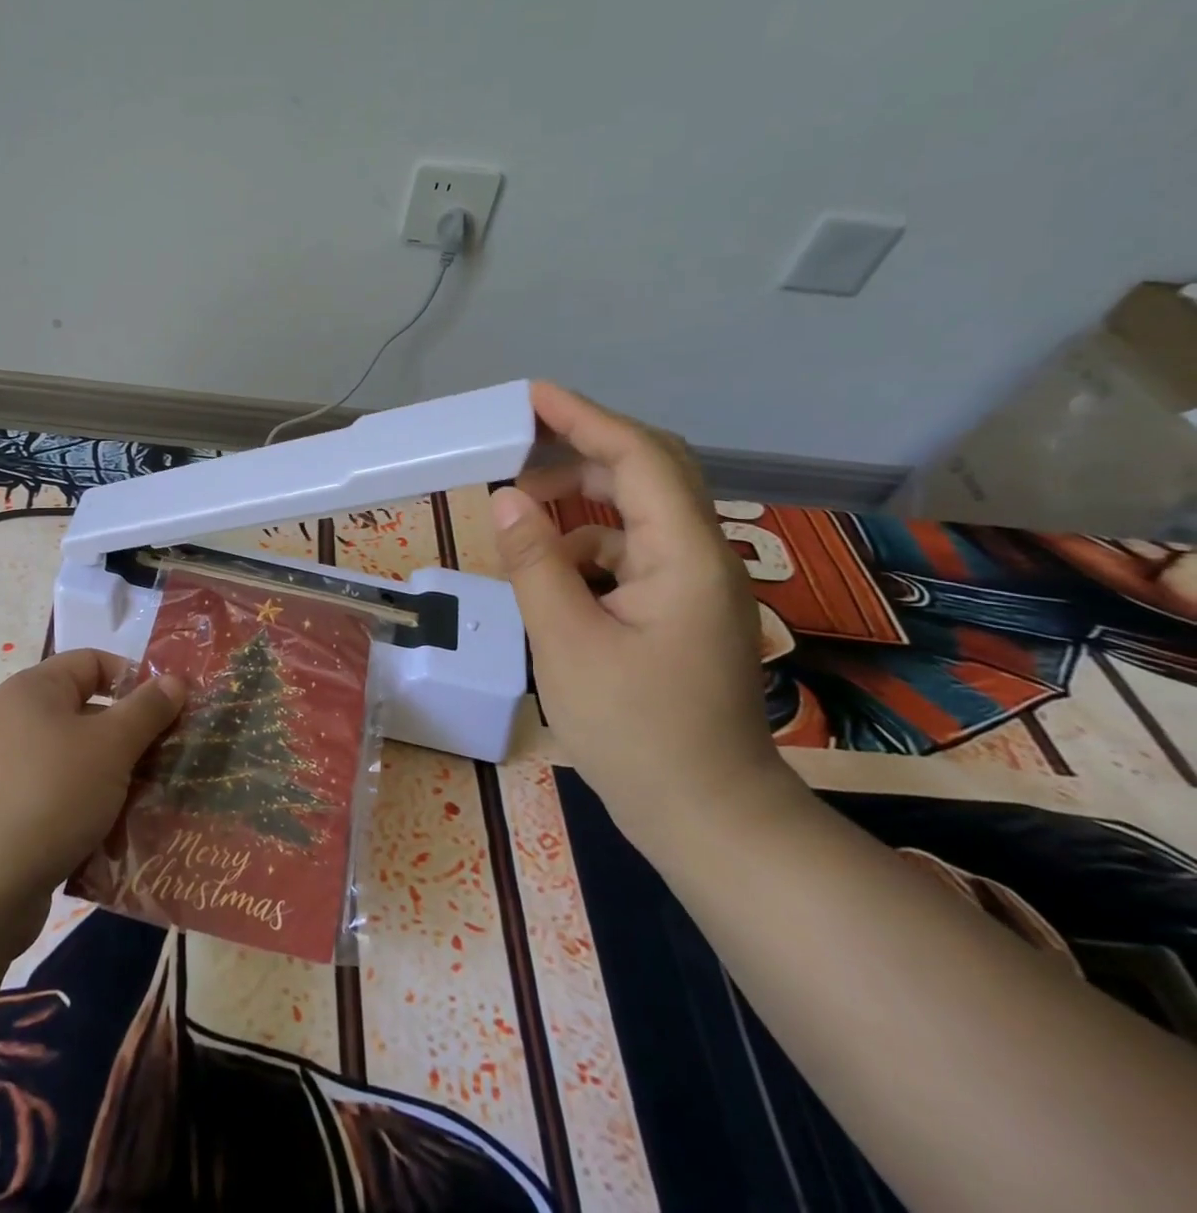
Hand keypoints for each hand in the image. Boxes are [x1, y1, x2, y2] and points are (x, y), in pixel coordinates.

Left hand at [0, 650, 183, 955]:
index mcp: (33, 689)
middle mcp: (11, 720)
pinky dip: (82, 810)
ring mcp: (0, 770)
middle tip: (165, 762)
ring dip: (111, 779)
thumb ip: (147, 709)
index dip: (134, 679)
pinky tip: (109, 836)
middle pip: (85, 712)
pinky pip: (53, 798)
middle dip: (129, 736)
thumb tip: (173, 680)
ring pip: (73, 760)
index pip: (93, 661)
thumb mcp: (111, 746)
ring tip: (145, 803)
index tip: (168, 711)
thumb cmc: (50, 795)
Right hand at [491, 384, 799, 850]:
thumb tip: (506, 499)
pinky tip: (549, 578)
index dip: (583, 417)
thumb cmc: (637, 732)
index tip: (530, 396)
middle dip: (578, 451)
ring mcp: (691, 583)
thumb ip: (534, 564)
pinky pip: (627, 555)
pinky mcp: (677, 609)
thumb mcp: (567, 643)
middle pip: (644, 472)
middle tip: (515, 450)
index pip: (637, 456)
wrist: (707, 816)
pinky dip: (584, 550)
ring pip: (632, 514)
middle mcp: (698, 555)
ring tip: (519, 518)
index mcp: (684, 555)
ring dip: (576, 505)